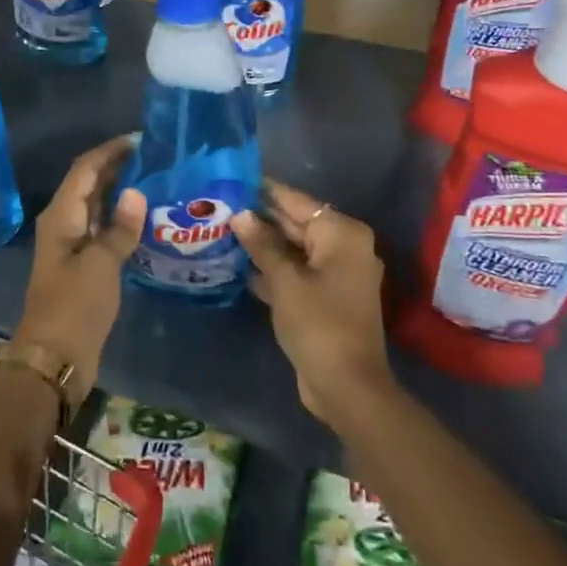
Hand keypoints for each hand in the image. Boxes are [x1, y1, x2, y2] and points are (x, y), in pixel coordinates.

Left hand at [16, 135, 146, 397]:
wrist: (54, 358)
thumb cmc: (74, 307)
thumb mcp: (101, 265)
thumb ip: (120, 228)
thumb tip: (136, 193)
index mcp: (61, 216)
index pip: (85, 169)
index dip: (109, 151)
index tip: (141, 140)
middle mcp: (63, 224)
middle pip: (89, 184)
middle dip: (117, 168)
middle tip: (156, 158)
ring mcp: (72, 246)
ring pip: (96, 207)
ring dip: (120, 193)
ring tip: (156, 181)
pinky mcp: (82, 266)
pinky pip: (102, 231)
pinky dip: (120, 220)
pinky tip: (145, 220)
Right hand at [232, 179, 391, 427]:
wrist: (346, 385)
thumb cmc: (317, 324)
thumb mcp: (284, 280)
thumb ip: (262, 243)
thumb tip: (241, 214)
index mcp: (341, 234)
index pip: (296, 201)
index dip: (264, 192)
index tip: (232, 179)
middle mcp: (345, 247)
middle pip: (296, 224)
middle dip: (260, 219)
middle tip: (219, 207)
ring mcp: (337, 274)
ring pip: (294, 249)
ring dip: (263, 245)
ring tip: (221, 232)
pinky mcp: (327, 297)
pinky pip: (297, 272)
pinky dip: (273, 269)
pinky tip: (239, 265)